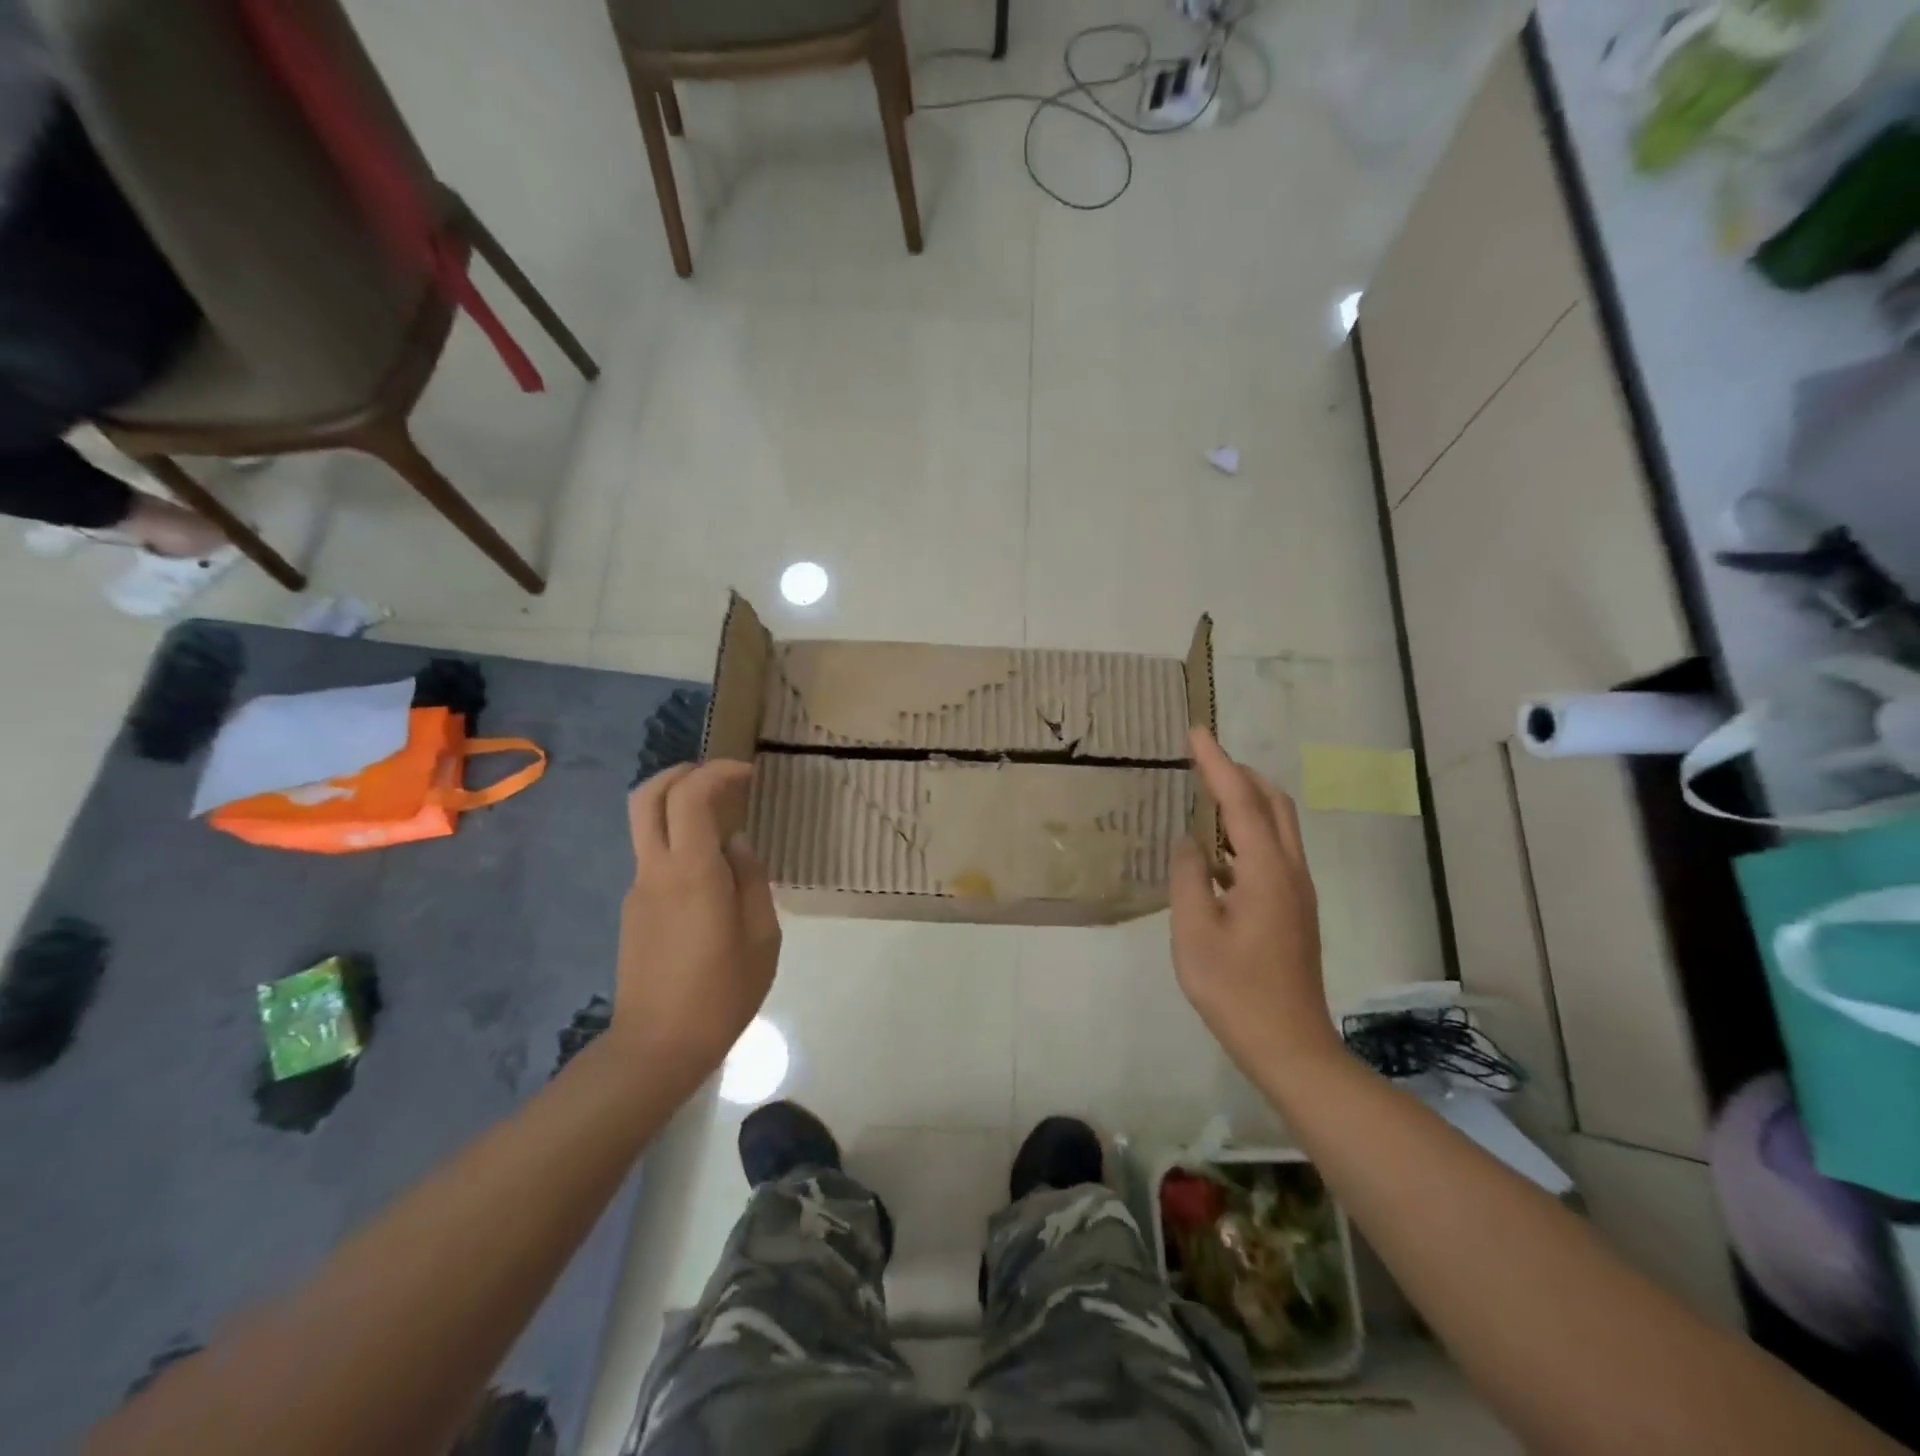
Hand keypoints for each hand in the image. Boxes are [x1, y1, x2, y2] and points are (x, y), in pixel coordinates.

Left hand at [613, 761, 780, 1085]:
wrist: (657, 1048)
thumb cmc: (721, 993)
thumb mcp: (761, 936)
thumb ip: (750, 879)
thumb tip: (735, 845)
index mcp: (691, 872)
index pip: (690, 797)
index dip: (717, 773)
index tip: (748, 774)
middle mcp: (655, 871)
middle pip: (647, 798)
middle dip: (681, 773)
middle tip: (720, 778)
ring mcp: (638, 890)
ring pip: (648, 827)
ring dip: (680, 808)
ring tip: (725, 823)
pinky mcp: (634, 911)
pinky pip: (655, 859)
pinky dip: (680, 842)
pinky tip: (712, 874)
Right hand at [1170, 728, 1341, 1077]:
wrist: (1289, 1045)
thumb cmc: (1235, 990)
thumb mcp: (1195, 932)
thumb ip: (1188, 878)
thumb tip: (1189, 843)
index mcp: (1267, 872)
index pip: (1241, 802)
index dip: (1217, 764)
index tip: (1197, 732)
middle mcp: (1291, 872)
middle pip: (1274, 804)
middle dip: (1241, 774)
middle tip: (1204, 760)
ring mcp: (1297, 892)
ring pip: (1279, 826)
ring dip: (1247, 800)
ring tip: (1208, 792)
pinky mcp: (1294, 909)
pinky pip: (1274, 851)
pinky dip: (1249, 830)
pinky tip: (1219, 849)